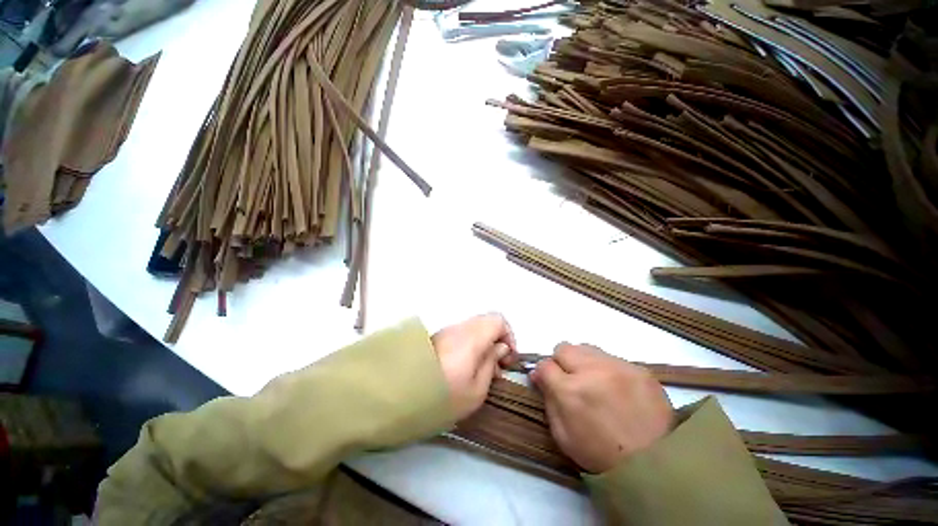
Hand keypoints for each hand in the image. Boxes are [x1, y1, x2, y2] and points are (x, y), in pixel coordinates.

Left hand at [432, 313, 517, 419]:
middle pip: (486, 322)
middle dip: (497, 340)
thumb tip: (500, 348)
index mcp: (472, 337)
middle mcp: (459, 328)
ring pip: (474, 328)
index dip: (509, 335)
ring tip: (481, 370)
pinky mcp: (437, 337)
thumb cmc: (441, 397)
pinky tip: (466, 367)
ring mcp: (446, 331)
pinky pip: (461, 334)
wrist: (399, 396)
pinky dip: (470, 345)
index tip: (508, 357)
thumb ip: (491, 364)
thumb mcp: (475, 390)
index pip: (498, 320)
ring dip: (483, 343)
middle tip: (497, 366)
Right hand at [531, 343, 673, 473]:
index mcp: (570, 391)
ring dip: (584, 362)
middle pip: (564, 348)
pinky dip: (607, 368)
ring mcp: (619, 367)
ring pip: (587, 348)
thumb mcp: (562, 435)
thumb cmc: (601, 455)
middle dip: (562, 362)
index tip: (547, 381)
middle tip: (572, 381)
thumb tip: (537, 374)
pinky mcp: (640, 369)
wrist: (657, 466)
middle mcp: (592, 371)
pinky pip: (612, 358)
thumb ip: (548, 399)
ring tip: (595, 382)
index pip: (544, 364)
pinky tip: (616, 388)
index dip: (544, 373)